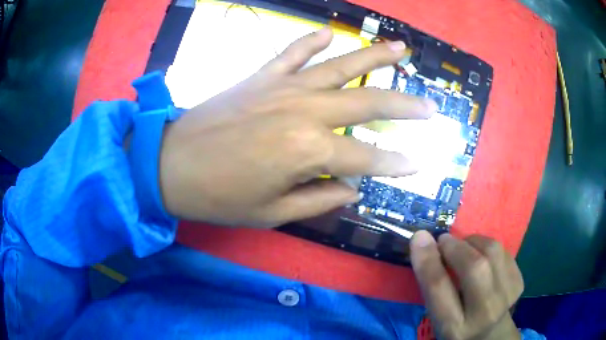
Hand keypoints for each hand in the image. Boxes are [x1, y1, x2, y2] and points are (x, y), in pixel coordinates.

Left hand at [158, 28, 436, 226]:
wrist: (169, 166)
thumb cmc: (217, 197)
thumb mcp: (271, 213)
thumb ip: (318, 200)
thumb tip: (352, 189)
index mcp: (308, 152)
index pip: (367, 159)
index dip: (395, 164)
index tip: (418, 164)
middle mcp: (304, 112)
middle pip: (367, 104)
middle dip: (404, 107)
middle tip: (430, 106)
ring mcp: (282, 88)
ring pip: (339, 66)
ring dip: (374, 57)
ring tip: (401, 48)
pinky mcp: (259, 77)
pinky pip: (291, 53)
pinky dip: (310, 41)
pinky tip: (328, 32)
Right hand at [411, 232, 523, 339]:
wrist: (492, 335)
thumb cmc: (458, 327)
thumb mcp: (438, 317)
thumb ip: (433, 287)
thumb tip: (424, 242)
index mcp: (454, 327)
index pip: (439, 288)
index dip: (427, 259)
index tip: (419, 237)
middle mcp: (484, 313)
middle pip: (473, 267)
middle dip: (454, 246)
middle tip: (444, 241)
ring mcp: (507, 296)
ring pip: (492, 252)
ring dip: (472, 241)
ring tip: (463, 247)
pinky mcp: (519, 281)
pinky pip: (503, 251)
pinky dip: (487, 246)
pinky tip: (482, 256)